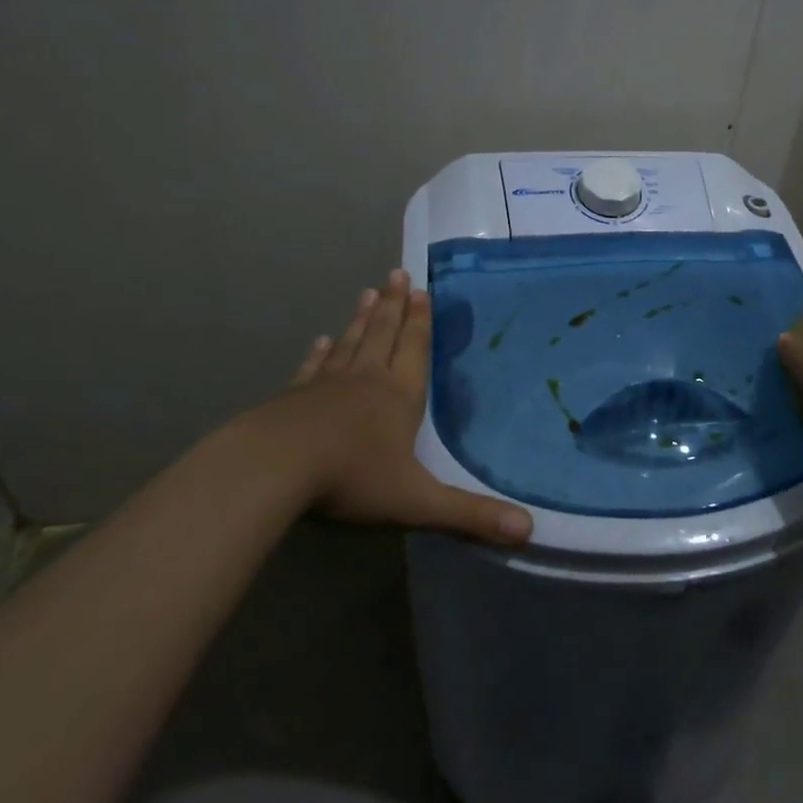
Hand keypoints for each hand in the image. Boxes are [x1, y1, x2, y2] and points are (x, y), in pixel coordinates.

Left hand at [210, 270, 533, 545]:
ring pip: (351, 344)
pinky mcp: (292, 399)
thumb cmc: (352, 478)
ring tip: (368, 292)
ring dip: (362, 319)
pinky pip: (313, 368)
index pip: (415, 350)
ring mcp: (326, 386)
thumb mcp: (417, 501)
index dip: (421, 322)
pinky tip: (321, 341)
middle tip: (397, 273)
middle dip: (394, 306)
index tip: (422, 291)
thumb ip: (470, 515)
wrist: (273, 470)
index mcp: (398, 397)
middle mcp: (366, 381)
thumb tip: (529, 530)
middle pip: (383, 335)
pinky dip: (321, 353)